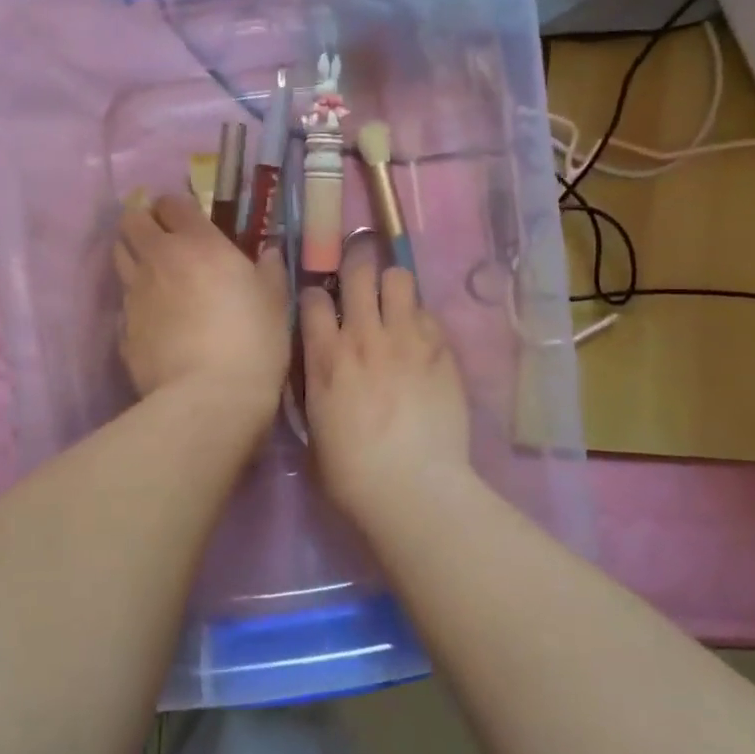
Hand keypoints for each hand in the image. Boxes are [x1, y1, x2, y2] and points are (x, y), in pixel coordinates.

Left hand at [114, 193, 288, 421]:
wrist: (209, 397)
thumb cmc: (252, 341)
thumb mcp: (275, 302)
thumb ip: (270, 271)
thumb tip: (269, 252)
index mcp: (198, 244)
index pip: (171, 203)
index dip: (175, 206)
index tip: (187, 218)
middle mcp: (158, 260)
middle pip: (131, 222)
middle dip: (142, 223)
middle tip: (161, 239)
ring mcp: (135, 295)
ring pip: (118, 257)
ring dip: (133, 256)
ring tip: (154, 275)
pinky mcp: (122, 330)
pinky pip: (123, 303)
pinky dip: (134, 303)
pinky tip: (153, 320)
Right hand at [300, 239, 471, 518]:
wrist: (413, 487)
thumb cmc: (351, 471)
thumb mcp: (314, 425)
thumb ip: (315, 383)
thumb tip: (319, 365)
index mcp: (325, 356)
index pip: (313, 299)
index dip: (315, 296)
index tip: (320, 304)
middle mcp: (364, 335)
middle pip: (358, 272)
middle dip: (355, 266)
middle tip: (359, 275)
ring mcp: (407, 340)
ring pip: (399, 279)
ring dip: (392, 286)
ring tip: (394, 302)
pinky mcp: (442, 351)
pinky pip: (430, 314)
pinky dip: (421, 320)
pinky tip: (421, 340)